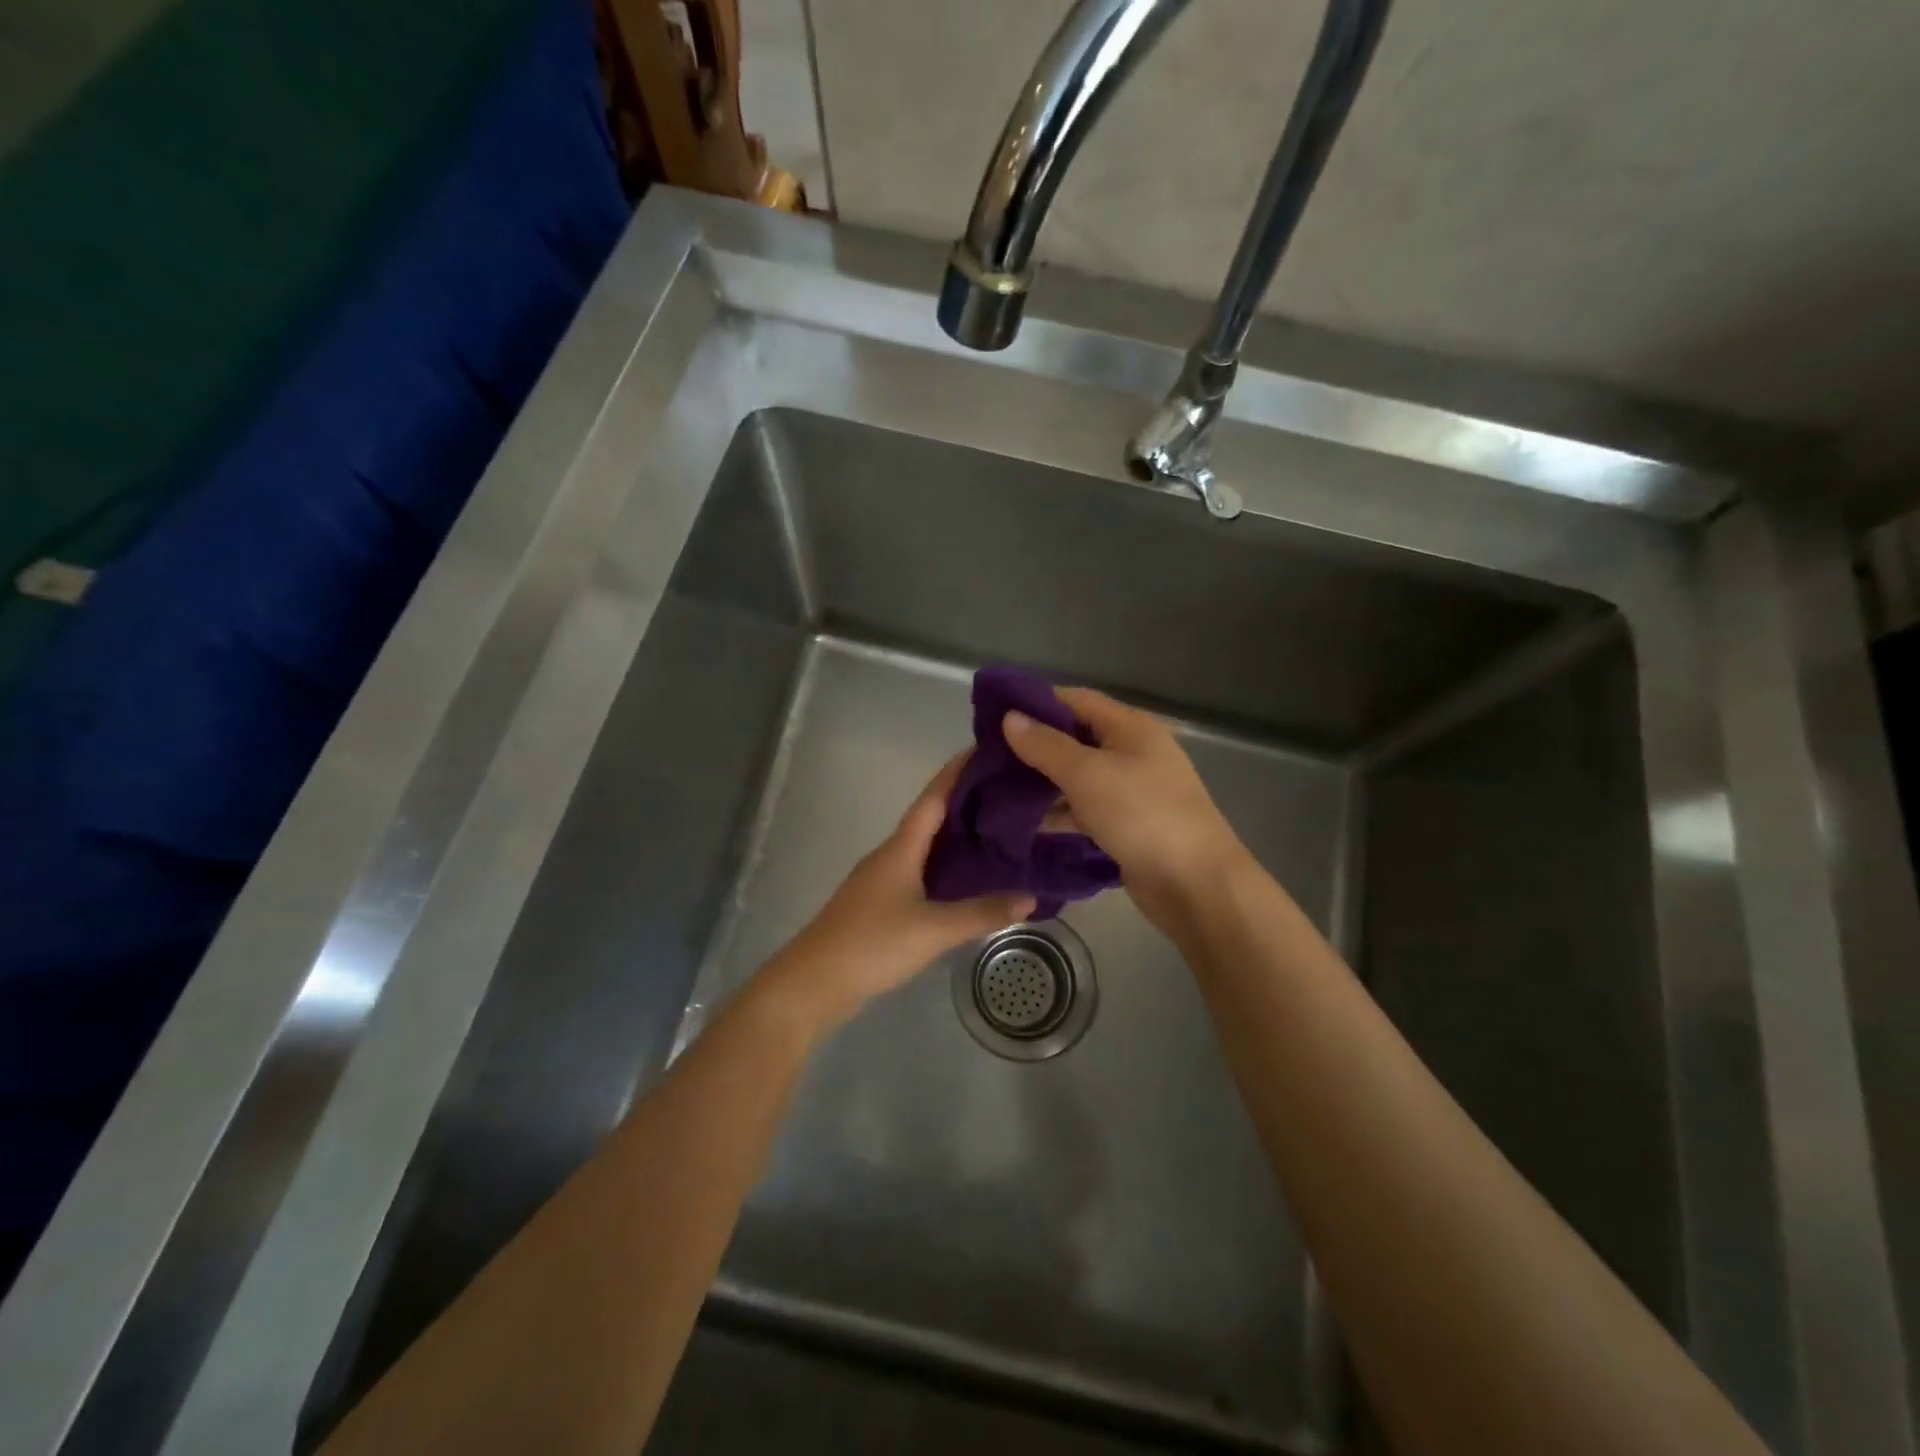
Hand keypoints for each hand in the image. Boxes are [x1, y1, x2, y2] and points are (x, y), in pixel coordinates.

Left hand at [753, 756, 1034, 1035]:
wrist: (815, 982)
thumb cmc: (872, 943)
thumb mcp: (933, 930)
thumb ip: (981, 913)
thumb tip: (1031, 897)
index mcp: (901, 847)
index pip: (934, 797)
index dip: (957, 771)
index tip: (986, 748)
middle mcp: (891, 854)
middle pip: (931, 817)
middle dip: (966, 802)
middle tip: (1009, 793)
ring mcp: (883, 878)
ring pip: (926, 846)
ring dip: (958, 835)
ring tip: (1000, 831)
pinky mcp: (881, 903)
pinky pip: (921, 871)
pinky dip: (946, 866)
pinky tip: (968, 879)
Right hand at [1003, 687, 1248, 932]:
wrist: (1195, 885)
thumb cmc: (1142, 816)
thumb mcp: (1088, 775)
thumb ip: (1046, 746)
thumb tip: (1010, 717)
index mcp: (1130, 727)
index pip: (1076, 700)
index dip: (1036, 702)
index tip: (993, 715)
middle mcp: (1131, 752)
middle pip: (1075, 738)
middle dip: (1033, 746)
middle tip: (987, 757)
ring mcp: (1130, 791)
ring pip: (1076, 777)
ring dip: (1041, 782)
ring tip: (994, 789)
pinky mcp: (1125, 825)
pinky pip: (1083, 809)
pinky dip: (1057, 812)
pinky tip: (1022, 822)